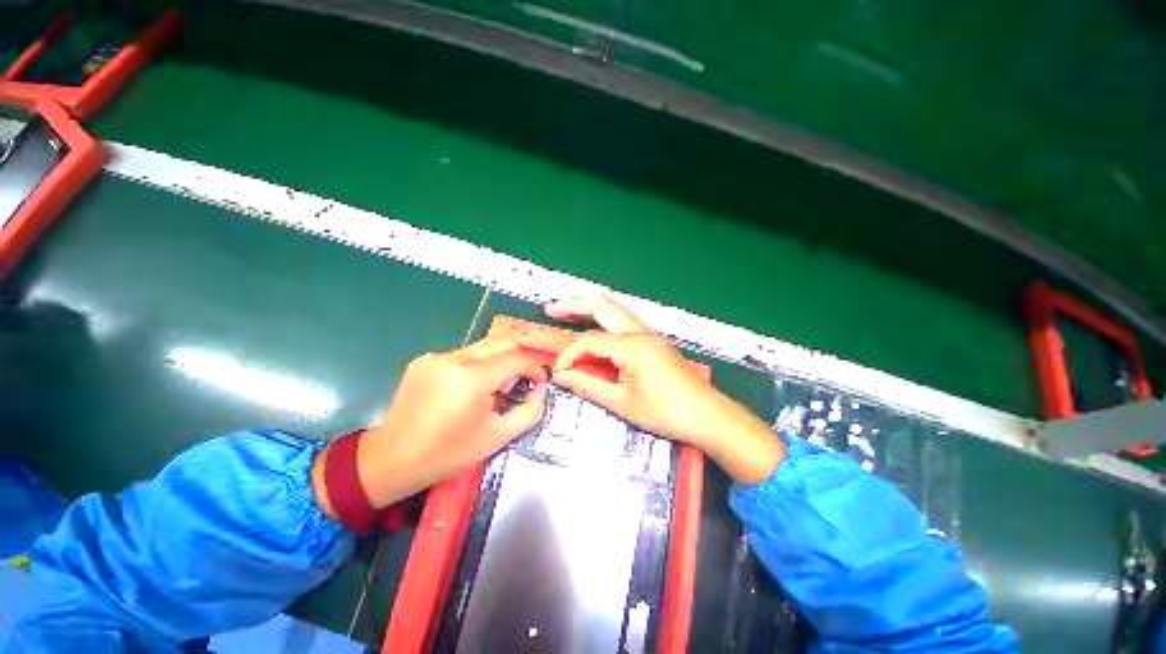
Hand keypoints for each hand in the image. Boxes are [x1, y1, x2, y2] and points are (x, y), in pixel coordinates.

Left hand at [313, 335, 548, 514]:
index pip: (517, 358)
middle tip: (521, 381)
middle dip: (519, 358)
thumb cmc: (448, 453)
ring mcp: (437, 356)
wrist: (391, 459)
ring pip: (483, 347)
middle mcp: (455, 357)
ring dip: (498, 362)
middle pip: (502, 341)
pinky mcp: (425, 359)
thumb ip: (529, 411)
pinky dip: (476, 366)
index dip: (535, 367)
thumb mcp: (497, 437)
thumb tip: (542, 390)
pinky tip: (468, 390)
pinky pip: (463, 354)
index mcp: (473, 377)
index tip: (540, 382)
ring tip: (494, 389)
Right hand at [529, 296, 783, 484]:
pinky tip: (596, 324)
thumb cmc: (665, 412)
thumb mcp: (622, 403)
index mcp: (631, 345)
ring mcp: (649, 334)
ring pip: (616, 309)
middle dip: (574, 305)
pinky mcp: (654, 341)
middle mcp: (640, 332)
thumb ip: (588, 386)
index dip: (570, 355)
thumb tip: (561, 376)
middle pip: (603, 307)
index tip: (559, 373)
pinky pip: (625, 321)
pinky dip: (605, 318)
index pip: (589, 341)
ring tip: (568, 310)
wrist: (707, 415)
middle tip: (551, 309)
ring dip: (591, 307)